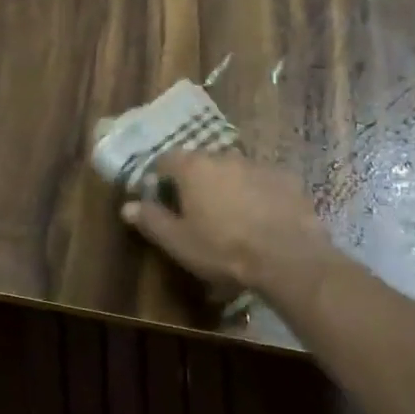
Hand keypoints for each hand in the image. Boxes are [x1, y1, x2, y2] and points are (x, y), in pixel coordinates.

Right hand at [120, 151, 333, 294]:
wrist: (288, 257)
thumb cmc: (223, 249)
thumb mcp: (178, 242)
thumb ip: (151, 220)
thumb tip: (126, 206)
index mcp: (193, 167)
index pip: (166, 160)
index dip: (160, 177)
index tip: (160, 197)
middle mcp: (224, 156)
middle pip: (201, 163)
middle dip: (195, 181)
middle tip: (196, 211)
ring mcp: (258, 164)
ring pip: (233, 171)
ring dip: (227, 186)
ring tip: (231, 217)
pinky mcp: (286, 178)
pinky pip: (262, 181)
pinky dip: (256, 194)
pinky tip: (261, 218)